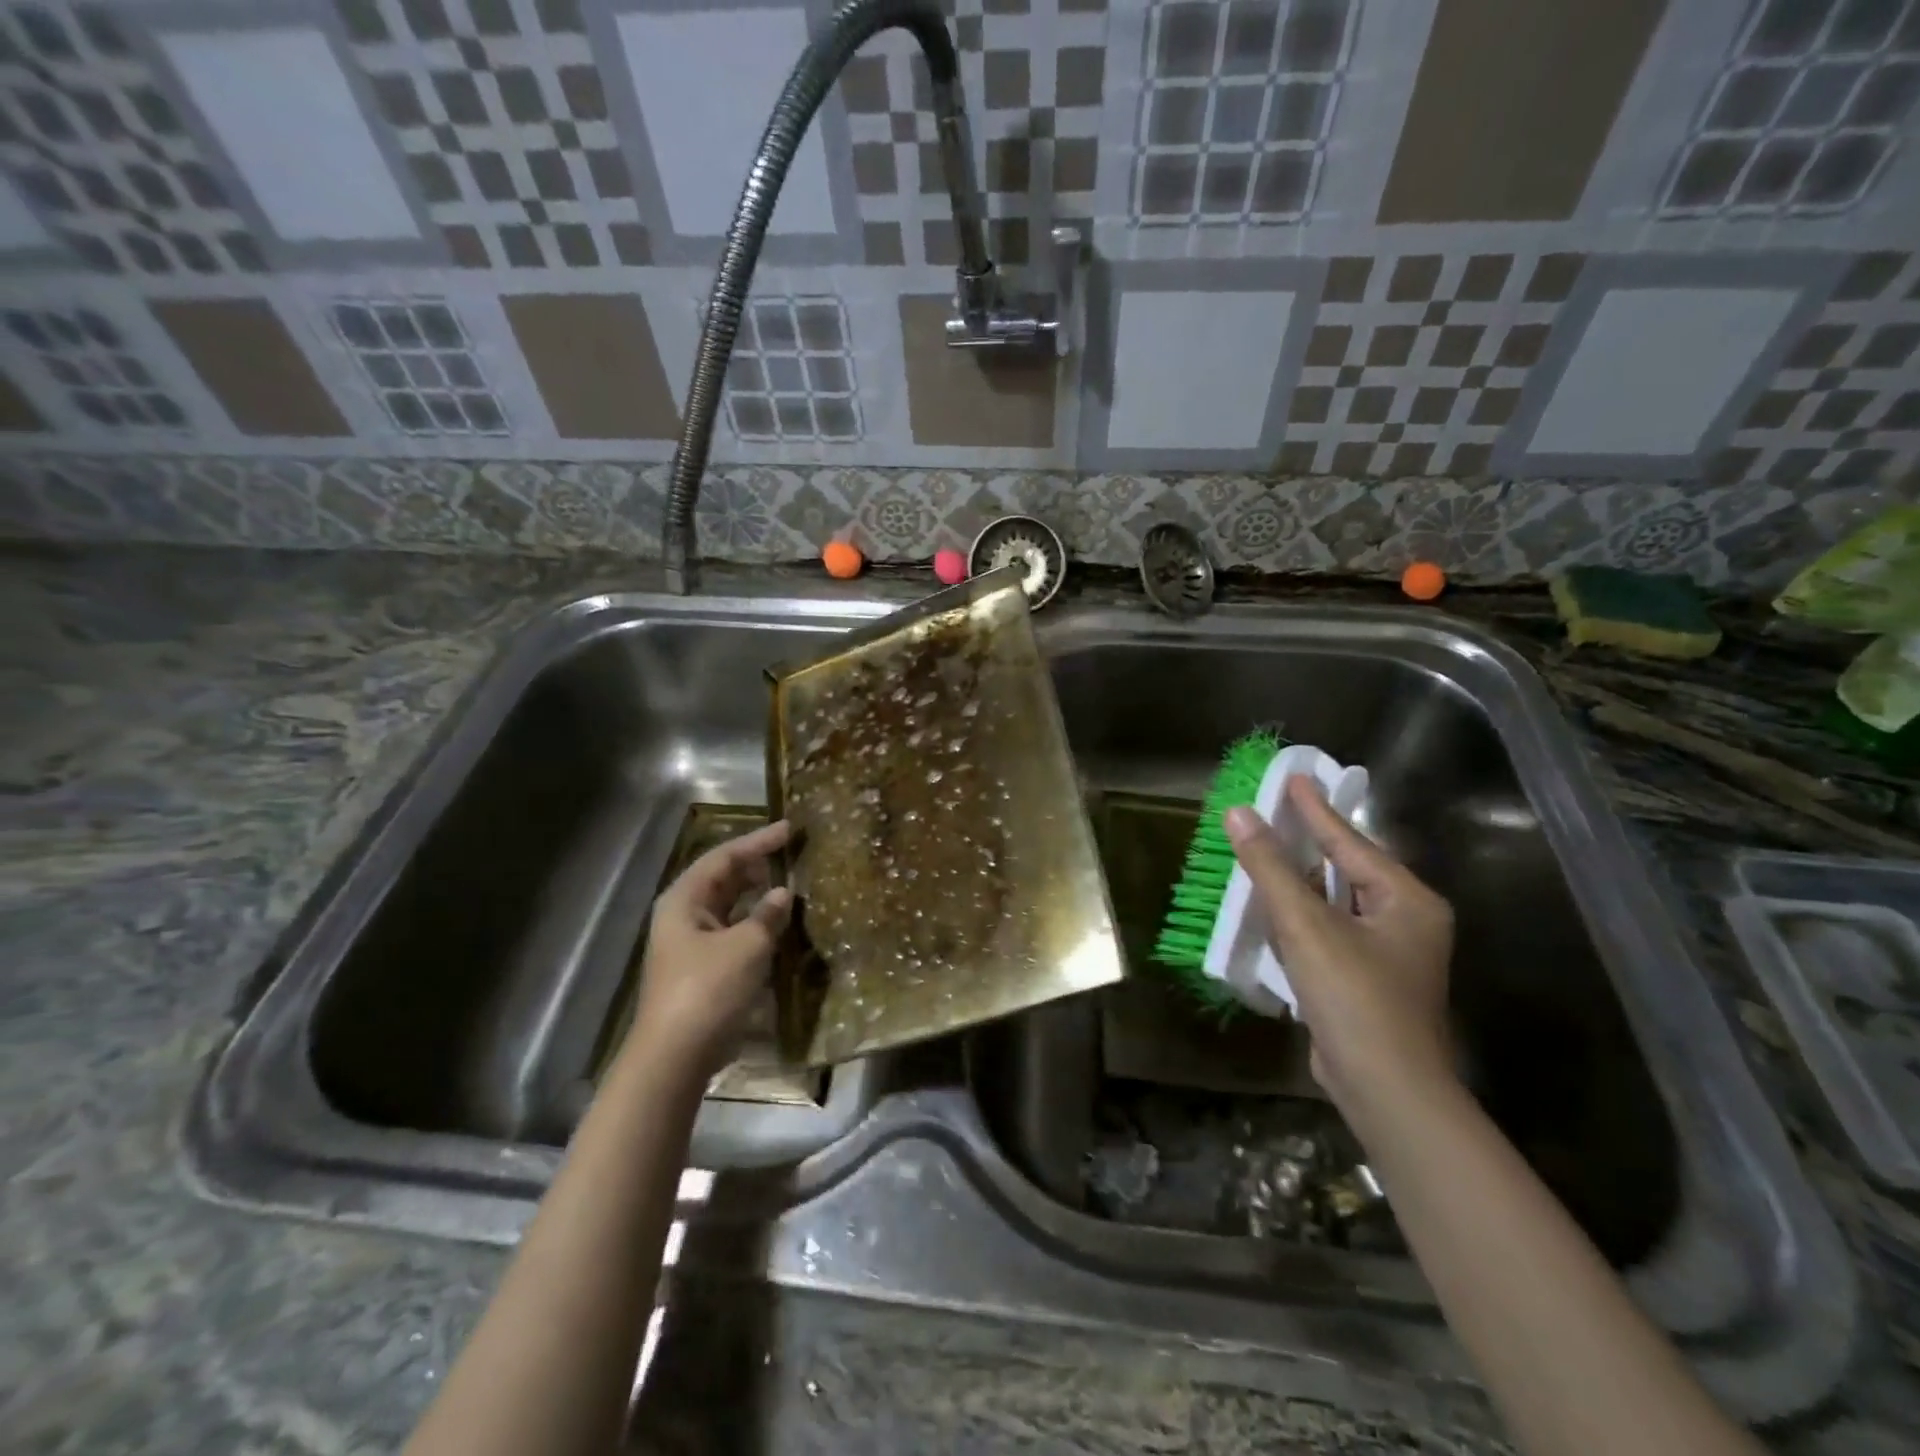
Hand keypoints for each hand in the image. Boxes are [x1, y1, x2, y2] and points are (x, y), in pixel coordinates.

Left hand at [629, 820, 793, 1081]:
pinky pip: (733, 932)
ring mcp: (691, 944)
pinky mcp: (703, 969)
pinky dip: (755, 923)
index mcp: (684, 900)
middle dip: (757, 866)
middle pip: (723, 879)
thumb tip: (784, 893)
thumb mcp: (747, 946)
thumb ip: (768, 914)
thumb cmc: (708, 990)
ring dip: (757, 896)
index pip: (724, 857)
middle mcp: (684, 915)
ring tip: (792, 884)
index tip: (790, 829)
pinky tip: (779, 924)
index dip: (758, 841)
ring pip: (729, 907)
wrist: (675, 1057)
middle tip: (793, 854)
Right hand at [1225, 780, 1454, 1125]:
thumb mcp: (1306, 925)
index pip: (1352, 841)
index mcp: (1407, 900)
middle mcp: (1405, 921)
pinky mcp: (1367, 980)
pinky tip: (1276, 909)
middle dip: (1310, 842)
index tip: (1293, 777)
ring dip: (1301, 880)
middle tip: (1276, 810)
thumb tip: (1238, 813)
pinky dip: (1303, 916)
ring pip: (1337, 901)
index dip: (1317, 809)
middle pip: (1348, 868)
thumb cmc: (1353, 997)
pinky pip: (1330, 931)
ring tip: (1268, 851)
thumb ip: (1271, 867)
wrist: (1385, 1089)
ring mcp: (1388, 954)